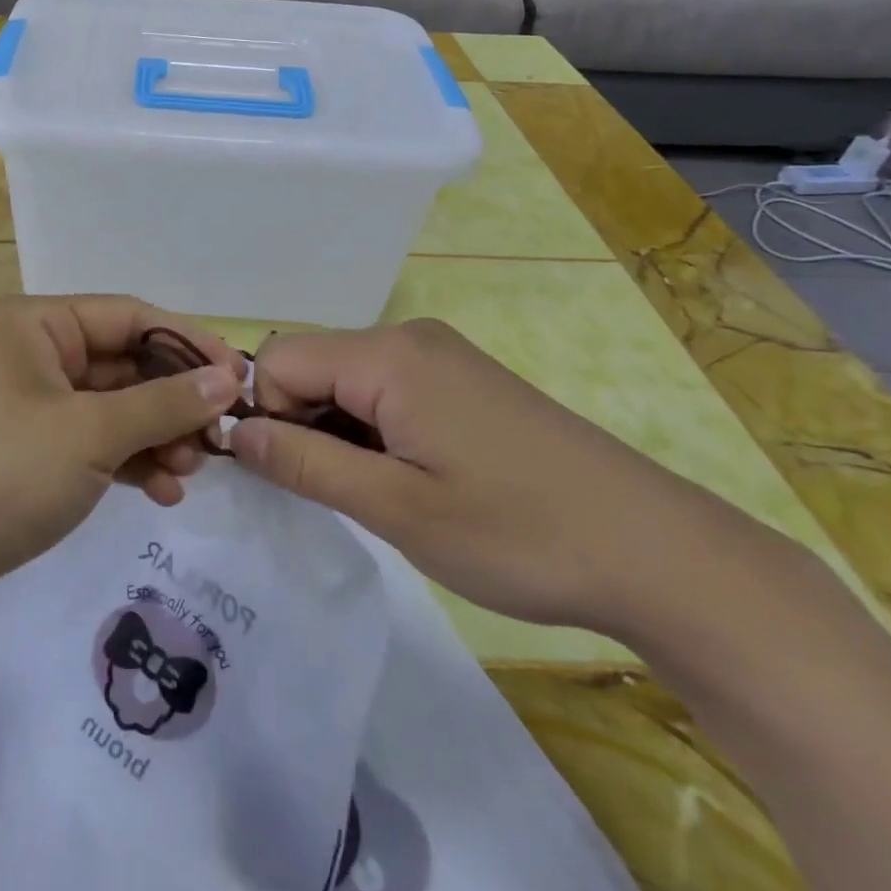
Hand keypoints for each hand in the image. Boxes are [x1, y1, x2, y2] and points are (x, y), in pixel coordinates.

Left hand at [0, 296, 243, 633]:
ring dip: (155, 435)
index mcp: (36, 324)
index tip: (241, 380)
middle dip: (172, 401)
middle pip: (123, 364)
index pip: (131, 317)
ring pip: (111, 408)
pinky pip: (91, 443)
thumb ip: (163, 403)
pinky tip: (161, 492)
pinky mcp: (26, 453)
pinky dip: (127, 461)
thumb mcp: (89, 433)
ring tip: (190, 473)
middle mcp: (31, 353)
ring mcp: (27, 405)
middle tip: (217, 441)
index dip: (189, 345)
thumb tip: (228, 377)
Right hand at [231, 319, 764, 638]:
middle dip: (301, 425)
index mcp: (387, 355)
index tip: (291, 478)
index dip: (267, 417)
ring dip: (338, 433)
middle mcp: (408, 338)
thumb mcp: (397, 509)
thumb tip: (235, 436)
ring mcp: (440, 357)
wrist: (656, 552)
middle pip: (311, 365)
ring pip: (346, 381)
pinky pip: (385, 391)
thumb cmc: (518, 532)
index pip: (276, 360)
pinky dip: (373, 431)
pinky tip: (412, 480)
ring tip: (383, 495)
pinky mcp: (462, 382)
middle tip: (341, 496)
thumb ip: (305, 465)